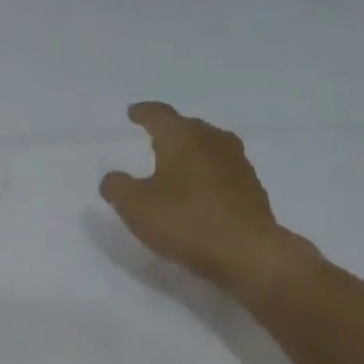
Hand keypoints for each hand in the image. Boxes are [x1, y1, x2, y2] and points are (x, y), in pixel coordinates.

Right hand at [99, 102, 315, 297]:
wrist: (245, 251)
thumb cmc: (185, 221)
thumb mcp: (135, 207)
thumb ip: (117, 187)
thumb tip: (112, 177)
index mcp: (183, 138)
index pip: (159, 115)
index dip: (143, 113)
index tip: (133, 112)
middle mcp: (213, 141)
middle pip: (188, 127)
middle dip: (170, 131)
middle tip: (153, 138)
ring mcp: (237, 163)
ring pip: (208, 148)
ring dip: (191, 153)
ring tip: (176, 164)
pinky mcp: (251, 188)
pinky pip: (221, 171)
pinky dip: (206, 175)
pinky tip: (199, 191)